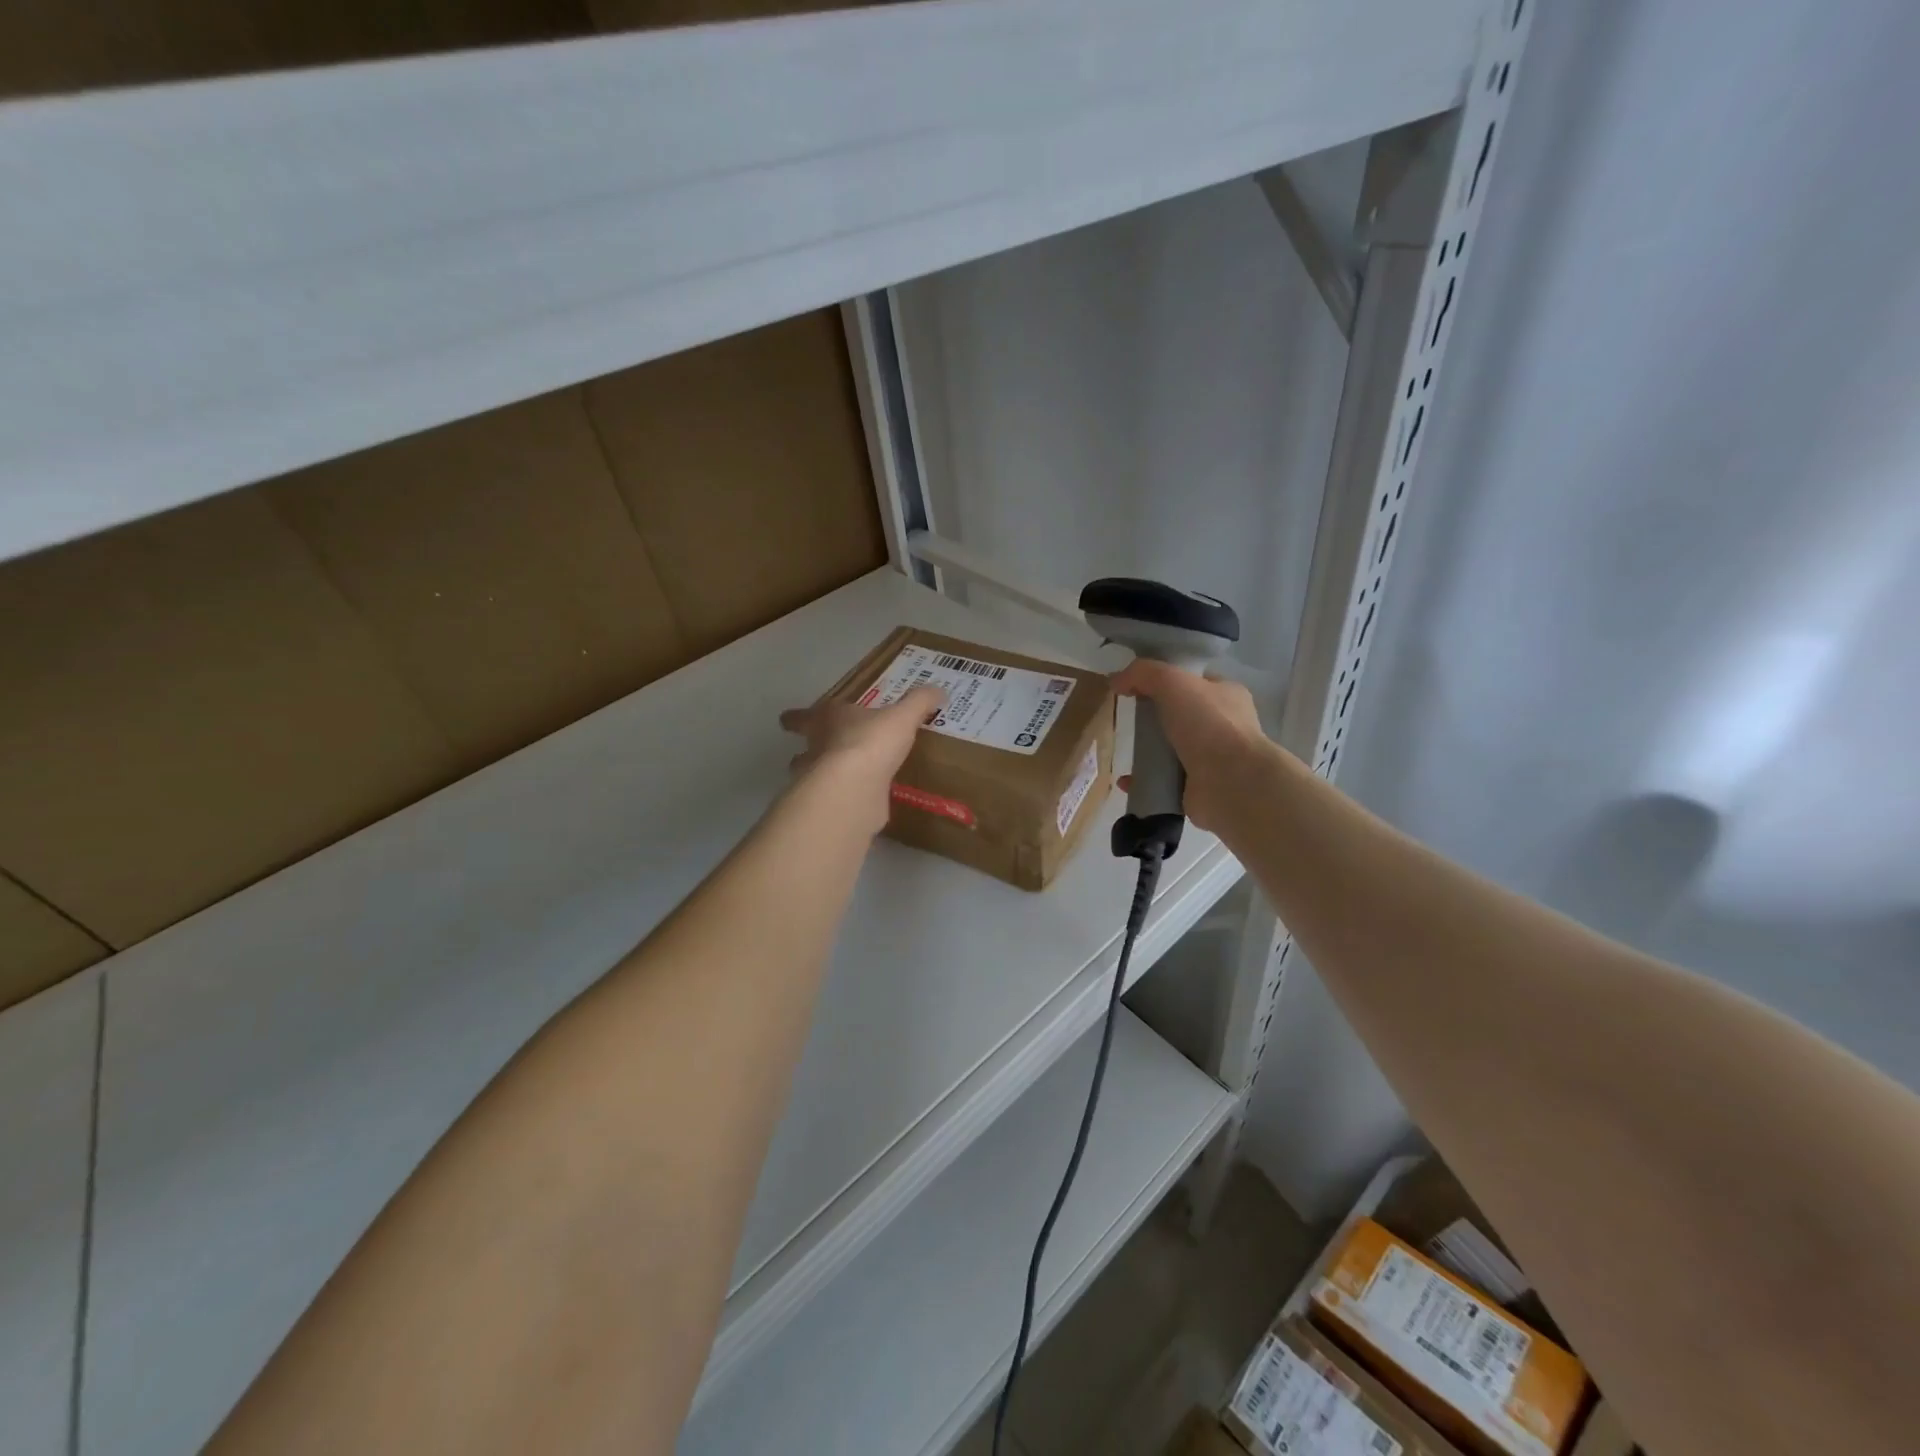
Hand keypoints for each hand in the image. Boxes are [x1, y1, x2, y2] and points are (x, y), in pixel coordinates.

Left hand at [779, 686, 945, 828]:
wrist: (856, 786)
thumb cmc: (872, 741)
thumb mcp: (902, 717)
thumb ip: (919, 703)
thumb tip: (940, 689)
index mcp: (828, 720)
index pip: (805, 716)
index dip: (798, 717)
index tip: (787, 720)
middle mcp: (817, 748)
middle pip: (805, 748)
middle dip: (808, 749)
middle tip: (814, 751)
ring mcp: (820, 780)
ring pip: (813, 776)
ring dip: (821, 776)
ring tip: (839, 779)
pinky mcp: (832, 805)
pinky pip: (837, 799)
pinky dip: (845, 799)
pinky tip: (859, 802)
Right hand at [1110, 660, 1272, 831]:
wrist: (1231, 782)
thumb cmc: (1208, 724)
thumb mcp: (1172, 681)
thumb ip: (1143, 673)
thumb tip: (1116, 680)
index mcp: (1227, 695)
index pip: (1195, 681)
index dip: (1167, 679)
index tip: (1137, 685)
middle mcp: (1224, 726)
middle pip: (1181, 715)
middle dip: (1154, 717)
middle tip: (1129, 718)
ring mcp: (1213, 759)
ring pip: (1172, 749)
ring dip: (1147, 750)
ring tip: (1126, 750)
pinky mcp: (1198, 788)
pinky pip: (1164, 781)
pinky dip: (1144, 780)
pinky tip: (1126, 780)